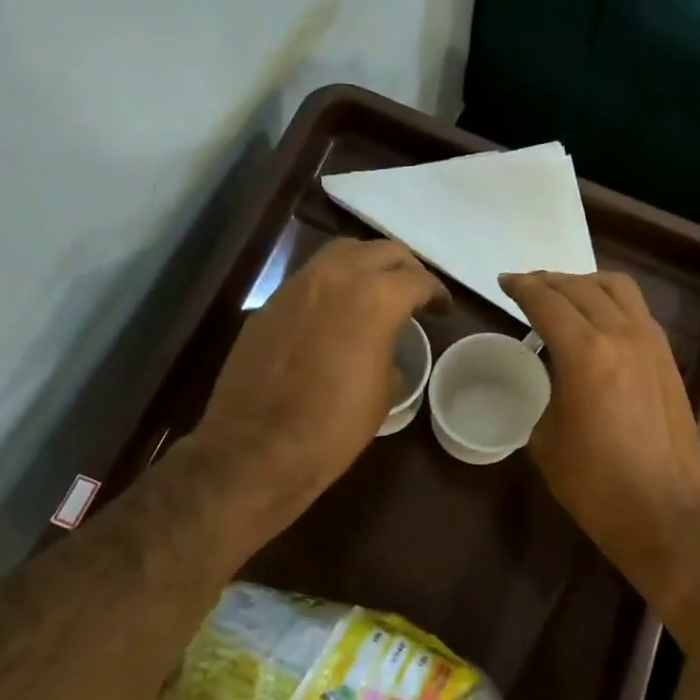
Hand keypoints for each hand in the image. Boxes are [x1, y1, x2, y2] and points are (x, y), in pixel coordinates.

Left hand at [184, 238, 444, 556]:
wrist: (257, 448)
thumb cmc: (333, 427)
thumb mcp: (383, 394)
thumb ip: (391, 355)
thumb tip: (384, 350)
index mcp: (376, 299)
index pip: (417, 279)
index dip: (436, 293)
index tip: (442, 308)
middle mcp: (336, 278)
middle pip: (380, 251)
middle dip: (404, 268)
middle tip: (414, 292)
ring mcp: (296, 286)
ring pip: (341, 253)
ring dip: (366, 265)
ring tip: (376, 291)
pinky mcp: (269, 304)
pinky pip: (310, 279)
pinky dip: (332, 285)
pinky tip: (335, 312)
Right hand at [499, 271, 699, 591]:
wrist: (664, 512)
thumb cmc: (595, 484)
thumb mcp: (547, 439)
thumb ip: (546, 393)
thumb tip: (554, 379)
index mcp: (586, 353)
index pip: (547, 301)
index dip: (521, 287)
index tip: (504, 283)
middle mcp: (623, 335)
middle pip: (581, 287)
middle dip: (549, 281)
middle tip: (527, 288)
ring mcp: (653, 344)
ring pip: (618, 289)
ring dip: (585, 284)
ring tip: (565, 296)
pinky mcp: (669, 360)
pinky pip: (637, 312)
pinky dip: (611, 303)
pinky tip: (598, 322)